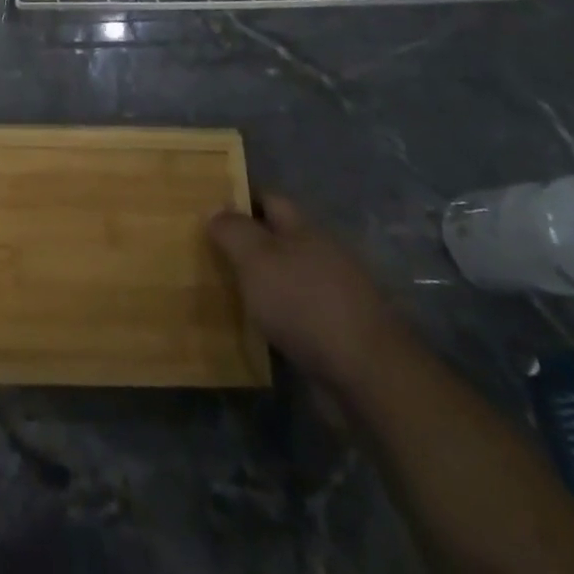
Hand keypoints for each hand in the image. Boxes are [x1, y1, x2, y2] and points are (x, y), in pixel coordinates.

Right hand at [209, 194, 397, 389]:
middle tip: (208, 253)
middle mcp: (320, 254)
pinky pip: (296, 315)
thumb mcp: (256, 259)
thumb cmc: (304, 303)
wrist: (366, 375)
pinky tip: (255, 330)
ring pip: (285, 279)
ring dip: (260, 285)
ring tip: (224, 293)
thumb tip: (215, 208)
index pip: (268, 199)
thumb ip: (232, 230)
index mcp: (304, 228)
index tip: (208, 210)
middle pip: (277, 239)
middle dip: (247, 245)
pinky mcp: (337, 333)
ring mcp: (333, 295)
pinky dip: (275, 318)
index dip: (239, 200)